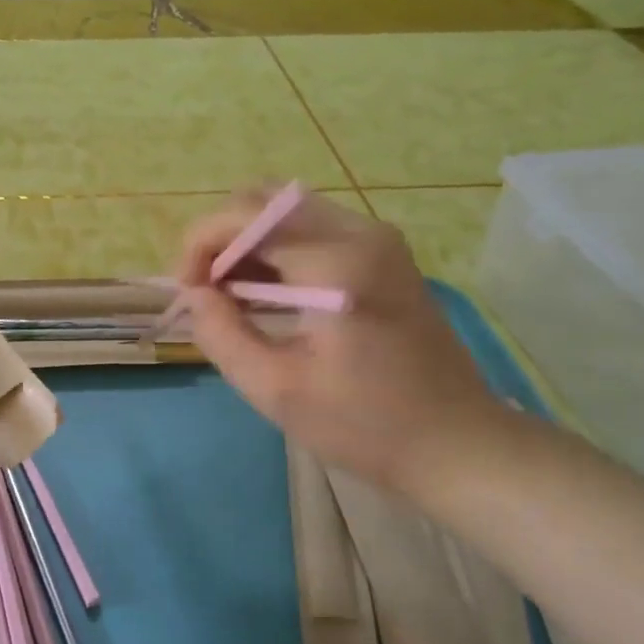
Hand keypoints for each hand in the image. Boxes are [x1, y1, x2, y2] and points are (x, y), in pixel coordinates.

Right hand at [176, 191, 510, 497]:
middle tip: (206, 292)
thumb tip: (194, 294)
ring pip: (288, 210)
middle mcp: (360, 232)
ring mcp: (378, 239)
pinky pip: (314, 229)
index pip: (245, 217)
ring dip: (248, 243)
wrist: (457, 443)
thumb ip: (221, 334)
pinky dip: (278, 250)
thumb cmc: (365, 425)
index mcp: (336, 264)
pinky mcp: (385, 254)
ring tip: (230, 297)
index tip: (186, 292)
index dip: (200, 245)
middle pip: (265, 200)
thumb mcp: (276, 390)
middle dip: (222, 238)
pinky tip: (267, 295)